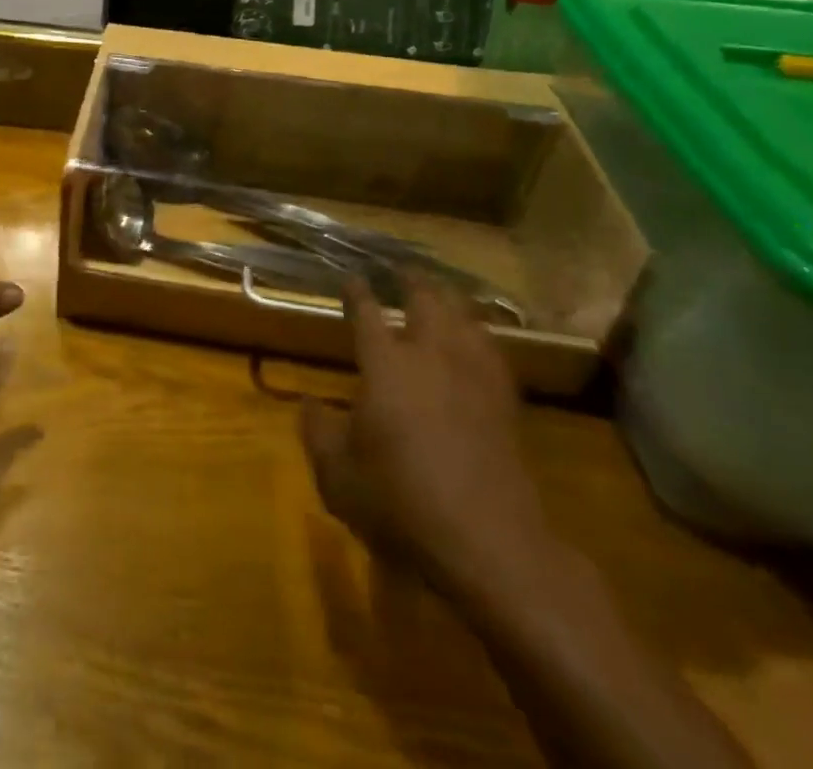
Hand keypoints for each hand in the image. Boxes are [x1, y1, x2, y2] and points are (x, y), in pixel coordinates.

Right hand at [301, 277, 549, 598]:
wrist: (489, 542)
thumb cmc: (401, 503)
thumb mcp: (338, 475)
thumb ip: (318, 433)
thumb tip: (307, 403)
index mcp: (386, 364)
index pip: (366, 313)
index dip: (356, 292)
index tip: (351, 277)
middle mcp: (430, 356)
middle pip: (425, 300)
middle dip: (411, 280)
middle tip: (401, 270)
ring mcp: (473, 375)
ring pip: (464, 317)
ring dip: (449, 299)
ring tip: (441, 292)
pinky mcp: (504, 402)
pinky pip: (492, 350)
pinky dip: (480, 333)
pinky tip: (478, 339)